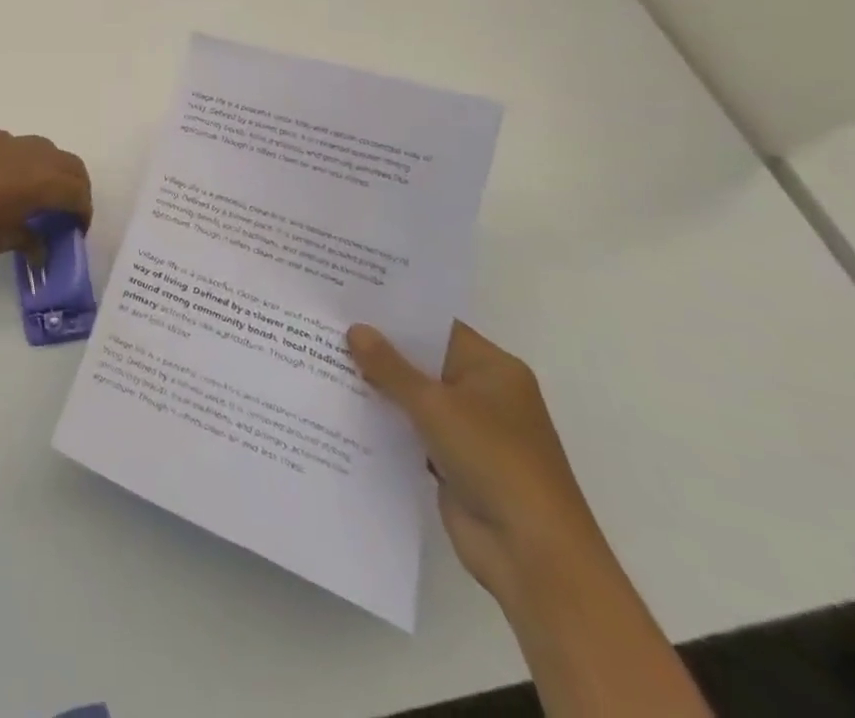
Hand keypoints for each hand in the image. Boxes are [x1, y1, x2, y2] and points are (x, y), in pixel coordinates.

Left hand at [0, 129, 91, 260]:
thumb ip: (25, 241)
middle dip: (73, 186)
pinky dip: (16, 161)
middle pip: (68, 163)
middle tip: (63, 210)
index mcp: (40, 182)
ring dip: (45, 169)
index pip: (78, 192)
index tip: (75, 230)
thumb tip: (40, 247)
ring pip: (39, 148)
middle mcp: (28, 153)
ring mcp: (1, 139)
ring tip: (29, 193)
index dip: (83, 212)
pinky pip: (9, 144)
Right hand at [347, 321, 606, 607]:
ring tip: (322, 358)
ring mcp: (469, 430)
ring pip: (414, 396)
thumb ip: (390, 367)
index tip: (348, 298)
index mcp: (493, 369)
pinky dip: (384, 421)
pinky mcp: (453, 461)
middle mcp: (483, 393)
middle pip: (422, 360)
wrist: (533, 555)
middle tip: (325, 324)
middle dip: (378, 348)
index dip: (394, 313)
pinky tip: (342, 406)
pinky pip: (411, 429)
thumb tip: (355, 329)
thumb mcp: (435, 405)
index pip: (436, 327)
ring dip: (377, 386)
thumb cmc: (494, 461)